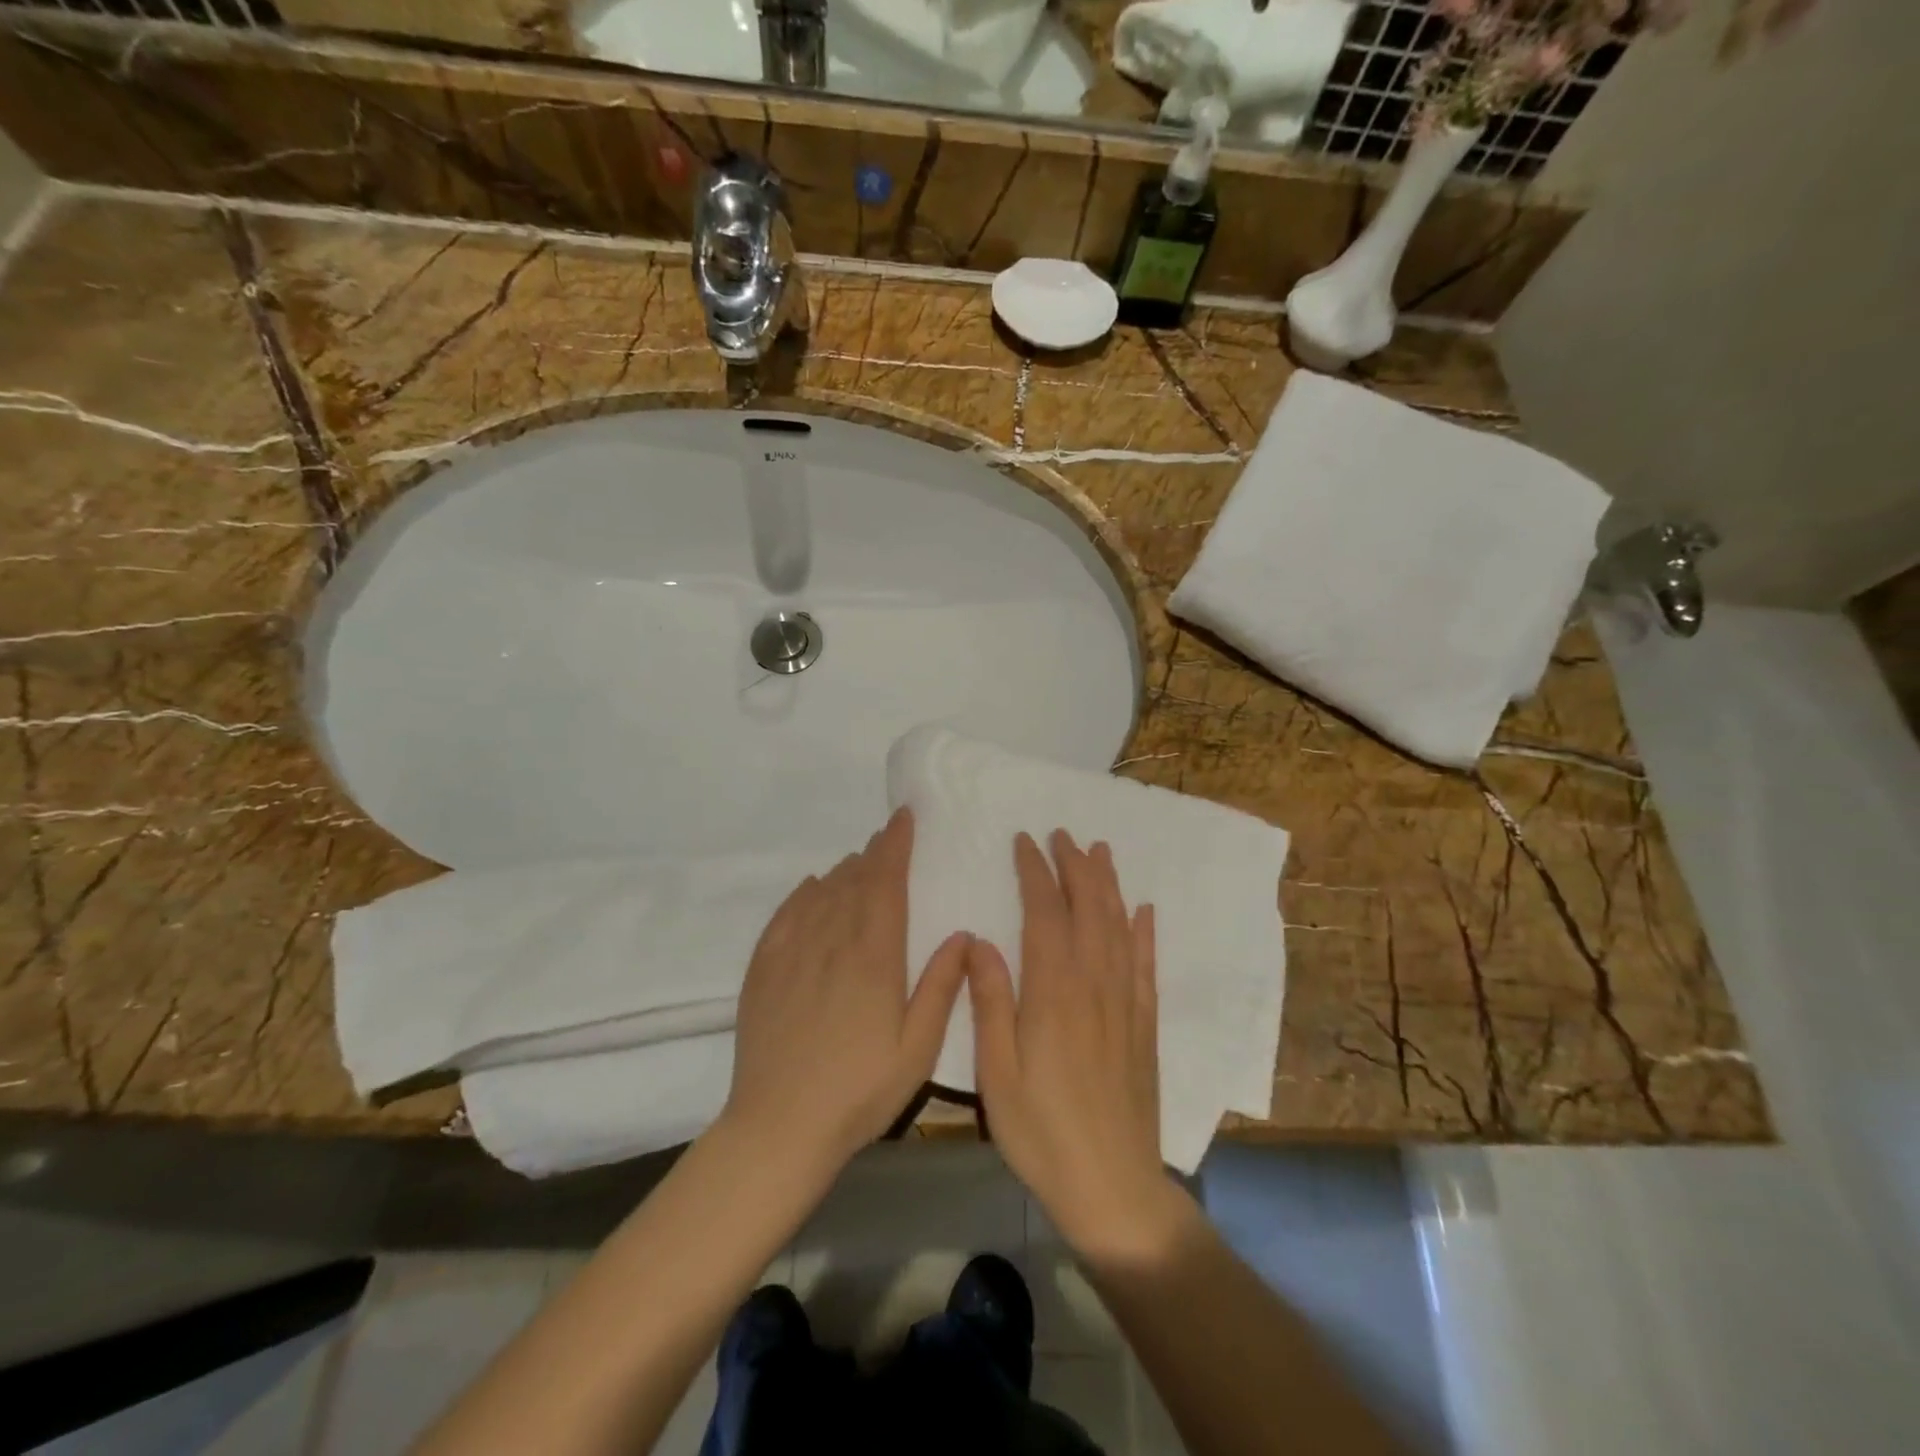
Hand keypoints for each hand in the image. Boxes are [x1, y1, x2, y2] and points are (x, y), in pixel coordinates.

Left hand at [722, 808, 969, 1176]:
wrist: (779, 1127)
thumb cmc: (860, 1092)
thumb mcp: (917, 1049)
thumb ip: (941, 987)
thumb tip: (963, 936)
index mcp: (872, 957)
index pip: (885, 883)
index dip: (895, 846)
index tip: (903, 818)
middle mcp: (830, 941)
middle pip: (853, 881)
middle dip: (873, 854)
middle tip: (887, 837)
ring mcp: (791, 953)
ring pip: (820, 893)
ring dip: (843, 871)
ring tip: (858, 863)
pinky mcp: (763, 970)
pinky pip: (785, 915)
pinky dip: (803, 894)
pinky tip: (811, 888)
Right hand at [968, 831, 1179, 1259]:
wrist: (1113, 1187)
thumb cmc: (1041, 1132)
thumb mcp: (997, 1072)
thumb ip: (989, 1002)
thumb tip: (978, 941)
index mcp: (1054, 992)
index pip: (1046, 914)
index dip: (1035, 873)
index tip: (1025, 842)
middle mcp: (1095, 985)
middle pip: (1088, 909)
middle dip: (1075, 867)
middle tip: (1063, 835)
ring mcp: (1126, 1004)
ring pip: (1119, 928)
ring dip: (1109, 886)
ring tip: (1100, 853)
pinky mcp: (1145, 1025)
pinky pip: (1147, 966)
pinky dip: (1145, 933)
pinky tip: (1144, 911)